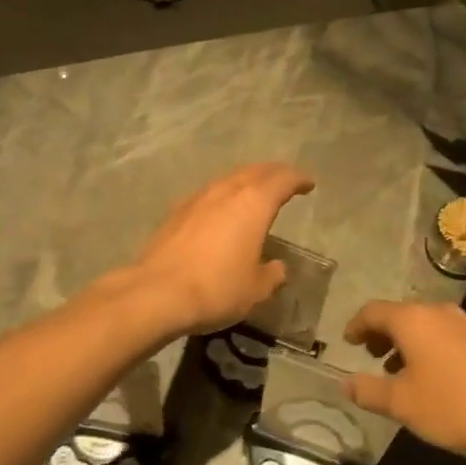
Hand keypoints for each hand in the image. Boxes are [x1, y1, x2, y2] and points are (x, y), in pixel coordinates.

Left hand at [129, 164, 314, 336]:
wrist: (157, 293)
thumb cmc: (217, 288)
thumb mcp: (256, 289)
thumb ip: (272, 274)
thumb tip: (277, 267)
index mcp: (253, 203)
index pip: (282, 180)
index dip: (298, 179)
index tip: (309, 183)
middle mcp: (226, 191)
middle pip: (255, 171)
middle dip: (273, 173)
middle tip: (285, 180)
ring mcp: (198, 198)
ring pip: (229, 179)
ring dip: (246, 180)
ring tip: (255, 192)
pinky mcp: (176, 212)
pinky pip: (208, 193)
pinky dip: (223, 195)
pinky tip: (221, 210)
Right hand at [342, 300, 465, 464]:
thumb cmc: (456, 406)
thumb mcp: (403, 404)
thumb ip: (369, 391)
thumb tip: (345, 383)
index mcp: (413, 320)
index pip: (373, 311)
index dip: (356, 325)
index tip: (348, 340)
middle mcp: (439, 312)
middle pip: (401, 315)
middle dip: (383, 334)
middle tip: (372, 356)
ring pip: (426, 326)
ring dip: (408, 344)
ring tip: (401, 372)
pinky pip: (447, 337)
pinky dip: (431, 349)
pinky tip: (435, 379)